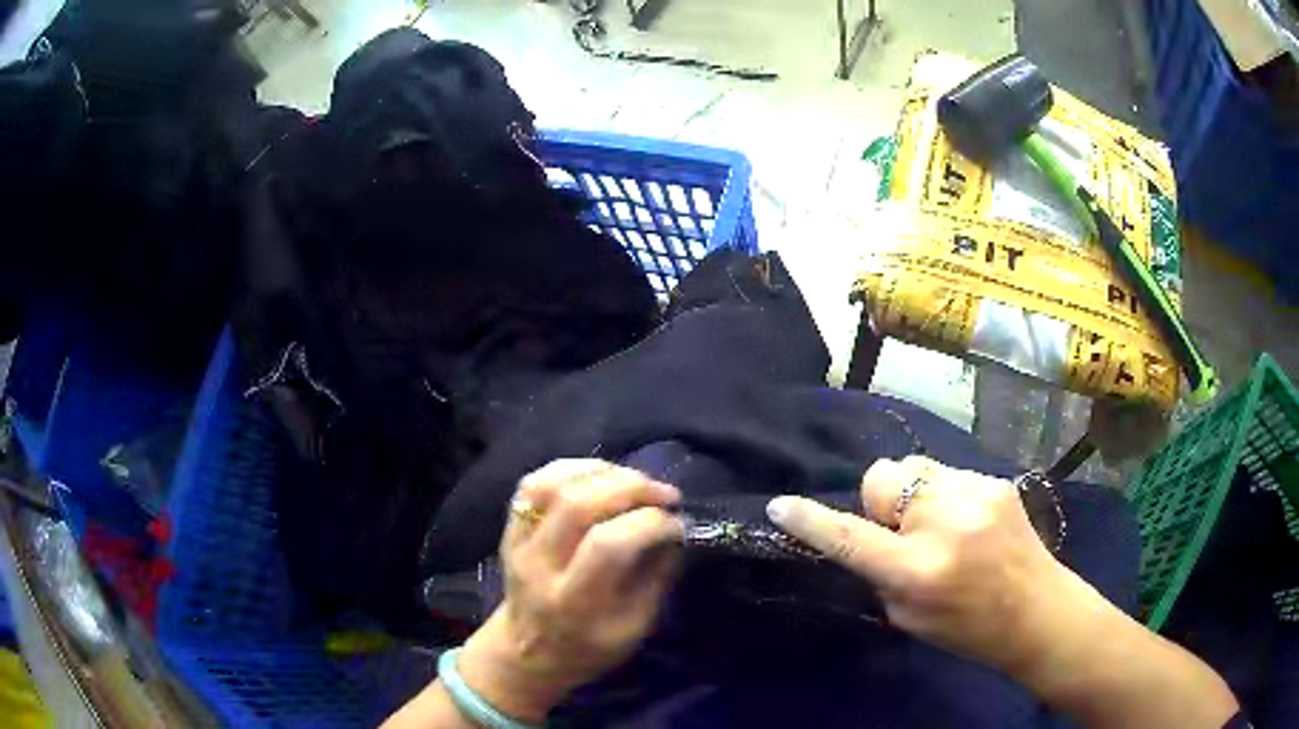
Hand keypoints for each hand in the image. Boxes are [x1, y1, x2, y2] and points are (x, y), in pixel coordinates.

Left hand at [458, 459, 683, 721]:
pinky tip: (603, 475)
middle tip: (665, 493)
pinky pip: (536, 481)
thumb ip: (657, 575)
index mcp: (573, 602)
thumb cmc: (591, 646)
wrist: (529, 650)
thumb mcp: (635, 627)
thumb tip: (676, 527)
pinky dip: (574, 468)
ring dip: (604, 472)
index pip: (608, 544)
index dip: (651, 523)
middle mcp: (539, 566)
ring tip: (636, 481)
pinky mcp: (510, 527)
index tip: (678, 523)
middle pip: (578, 504)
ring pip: (553, 484)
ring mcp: (517, 542)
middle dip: (632, 487)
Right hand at [766, 455, 1086, 677]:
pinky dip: (944, 495)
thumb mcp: (908, 617)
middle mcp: (945, 522)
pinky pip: (947, 474)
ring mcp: (975, 493)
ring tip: (940, 525)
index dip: (811, 521)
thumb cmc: (968, 628)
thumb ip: (881, 572)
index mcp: (918, 570)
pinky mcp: (995, 480)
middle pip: (882, 476)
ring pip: (914, 468)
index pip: (850, 538)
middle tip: (903, 533)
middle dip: (882, 501)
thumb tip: (866, 533)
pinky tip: (968, 522)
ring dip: (914, 495)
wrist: (1037, 610)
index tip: (780, 505)